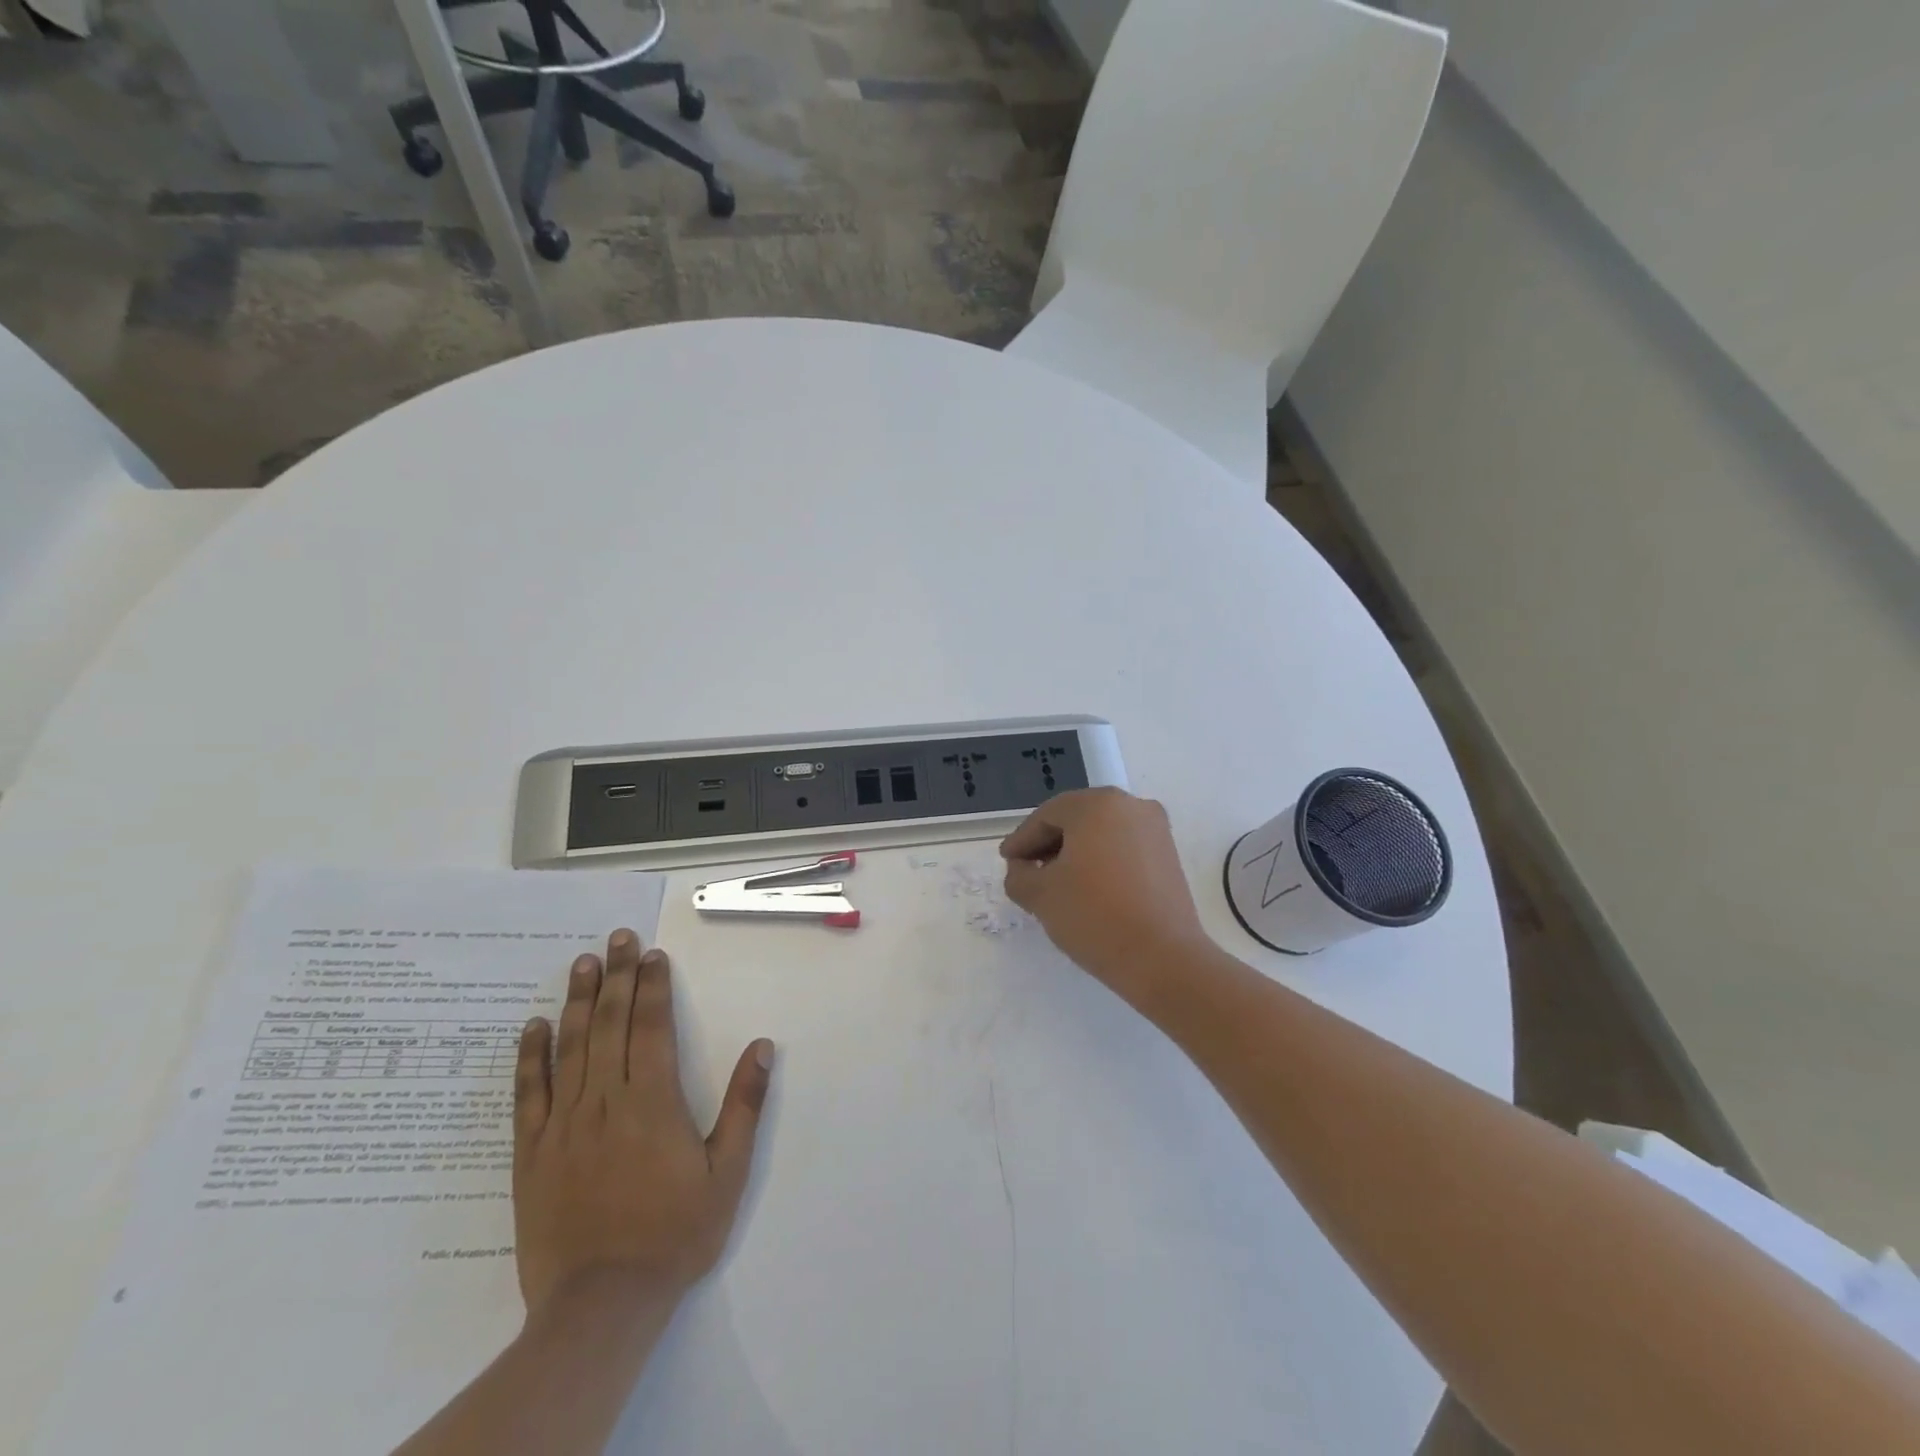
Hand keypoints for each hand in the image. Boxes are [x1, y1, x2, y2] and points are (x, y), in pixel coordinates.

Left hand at [512, 929, 773, 1320]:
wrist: (601, 1305)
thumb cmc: (674, 1235)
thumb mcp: (727, 1173)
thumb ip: (744, 1106)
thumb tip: (762, 1047)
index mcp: (653, 1102)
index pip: (652, 1027)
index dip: (653, 987)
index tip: (652, 955)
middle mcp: (606, 1101)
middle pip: (609, 1024)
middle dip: (616, 977)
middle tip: (617, 938)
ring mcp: (564, 1125)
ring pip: (569, 1048)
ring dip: (576, 1001)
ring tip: (582, 963)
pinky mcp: (531, 1153)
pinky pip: (528, 1094)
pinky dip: (529, 1057)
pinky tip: (531, 1027)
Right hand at [1000, 788, 1209, 1007]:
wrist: (1163, 959)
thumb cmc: (1094, 915)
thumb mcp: (1040, 895)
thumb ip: (1018, 875)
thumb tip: (1023, 869)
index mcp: (1098, 804)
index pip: (1047, 816)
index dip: (1022, 840)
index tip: (1006, 861)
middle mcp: (1131, 806)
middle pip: (1076, 819)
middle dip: (1048, 844)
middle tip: (1026, 870)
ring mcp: (1156, 830)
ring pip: (1101, 834)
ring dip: (1075, 854)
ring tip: (1055, 884)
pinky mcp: (1169, 857)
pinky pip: (1123, 849)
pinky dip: (1101, 862)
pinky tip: (1087, 890)